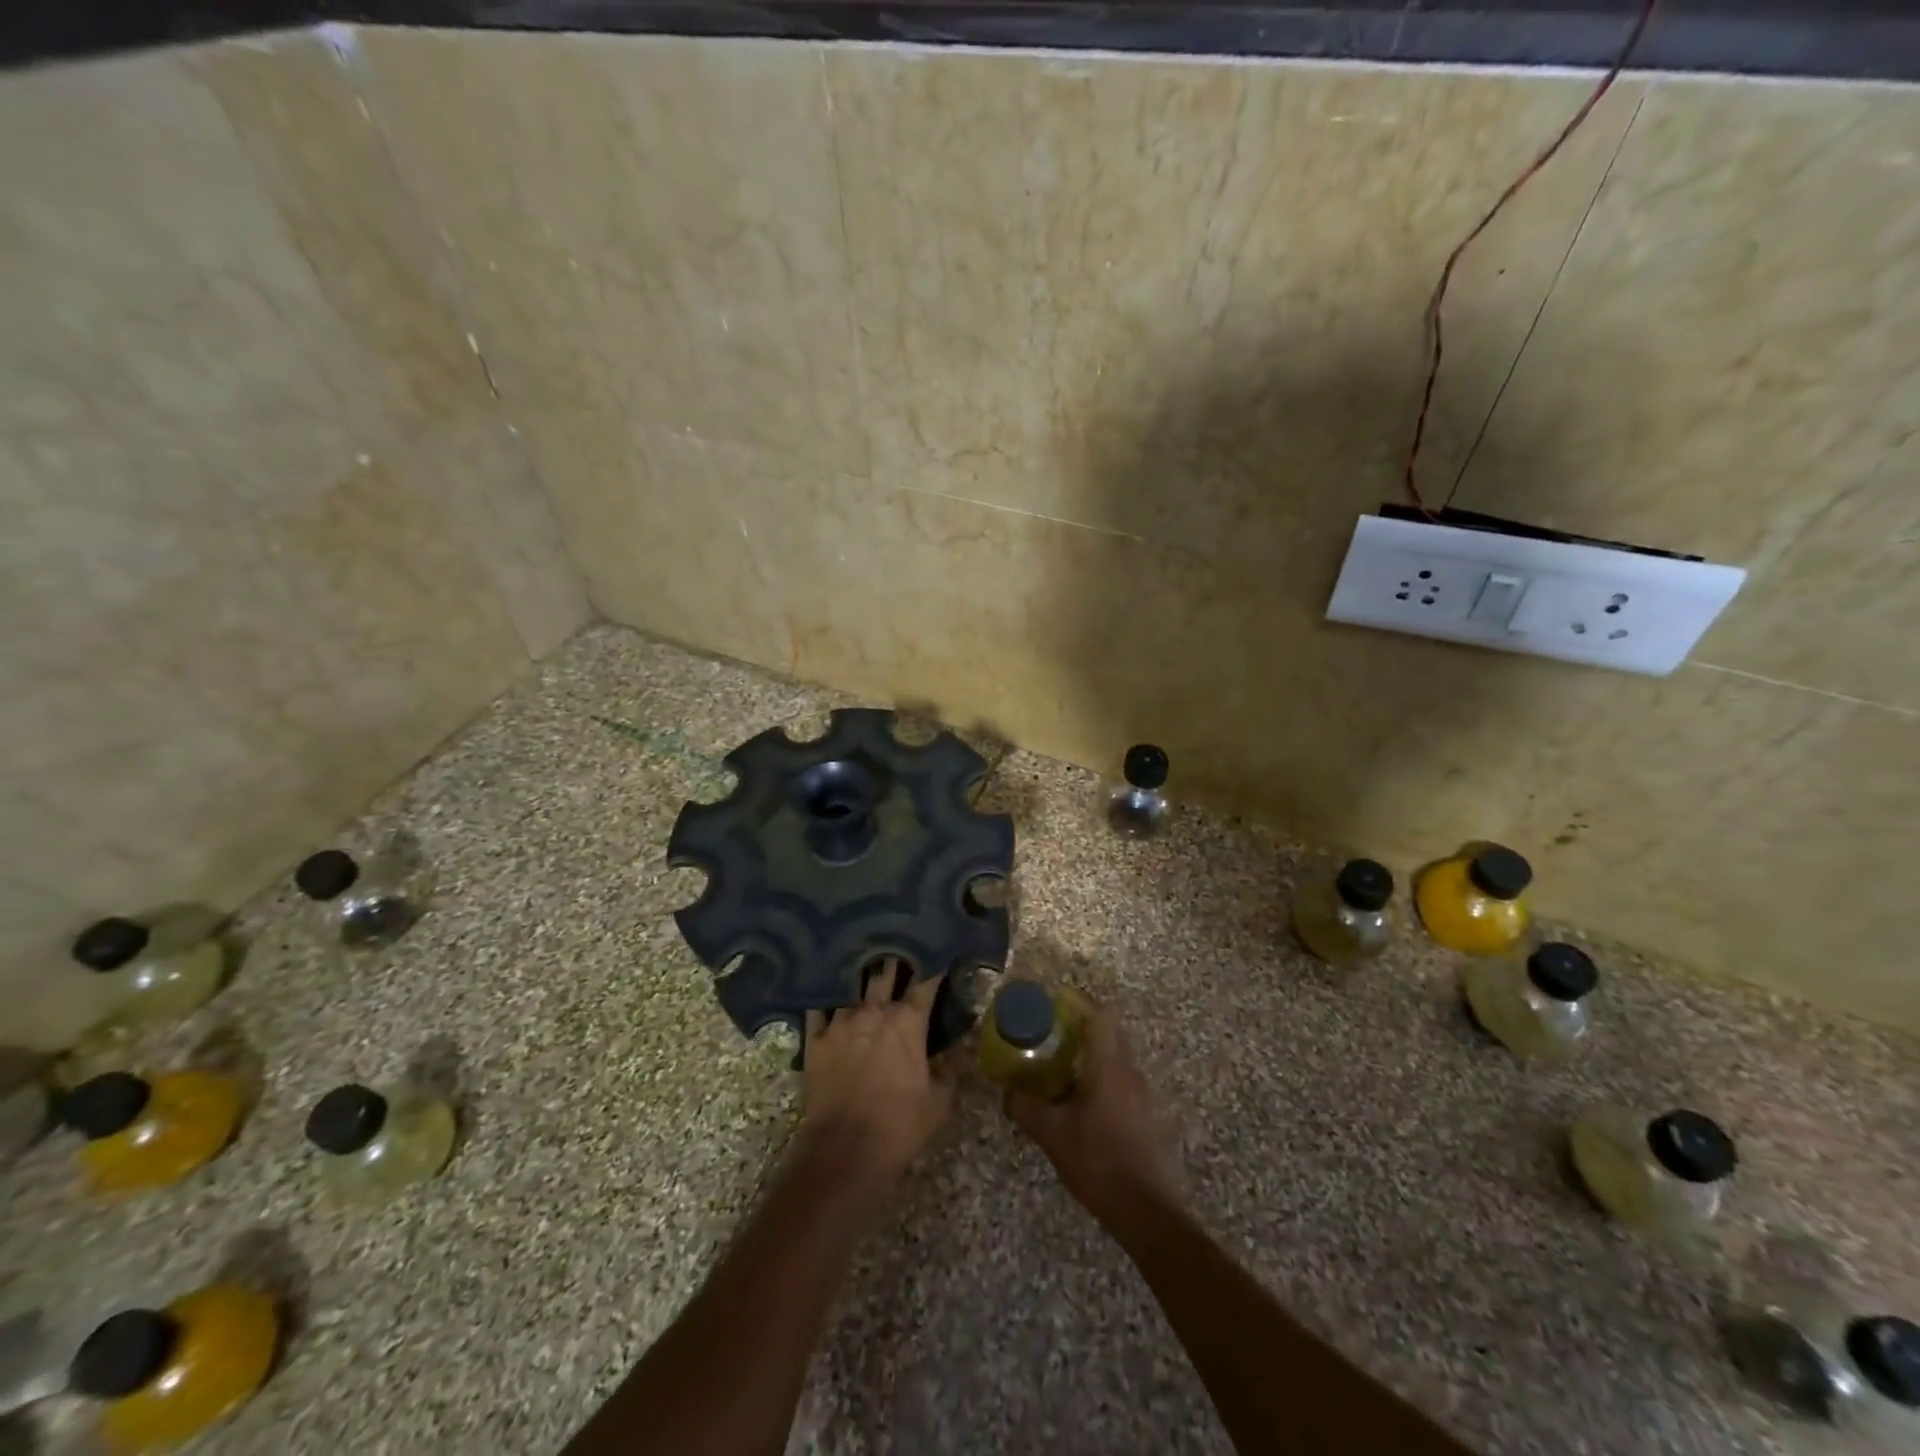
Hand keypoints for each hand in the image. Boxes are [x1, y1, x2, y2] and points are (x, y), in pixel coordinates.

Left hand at [795, 959, 953, 1204]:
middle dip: (894, 960)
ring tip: (861, 963)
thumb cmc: (900, 1125)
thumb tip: (962, 1051)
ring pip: (851, 986)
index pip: (925, 983)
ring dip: (860, 978)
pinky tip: (826, 994)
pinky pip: (817, 1009)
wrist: (845, 1150)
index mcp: (908, 1022)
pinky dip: (825, 1001)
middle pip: (885, 972)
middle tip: (898, 949)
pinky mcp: (815, 1040)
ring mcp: (840, 1023)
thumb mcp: (940, 1101)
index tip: (939, 953)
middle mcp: (874, 1012)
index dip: (933, 966)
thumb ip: (951, 1069)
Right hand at [1004, 997, 1183, 1225]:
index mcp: (1109, 1066)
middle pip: (1111, 1032)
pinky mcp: (1146, 1117)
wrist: (1147, 1212)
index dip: (1078, 1001)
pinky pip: (1121, 1082)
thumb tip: (1007, 1091)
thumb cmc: (1098, 1161)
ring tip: (1061, 1068)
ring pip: (1117, 1058)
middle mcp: (1130, 1072)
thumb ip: (1026, 1108)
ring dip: (1092, 1054)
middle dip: (1082, 1026)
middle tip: (1052, 1032)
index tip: (1054, 1000)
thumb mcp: (1052, 1134)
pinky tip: (1081, 1104)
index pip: (1100, 1015)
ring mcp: (1143, 1095)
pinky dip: (1101, 1079)